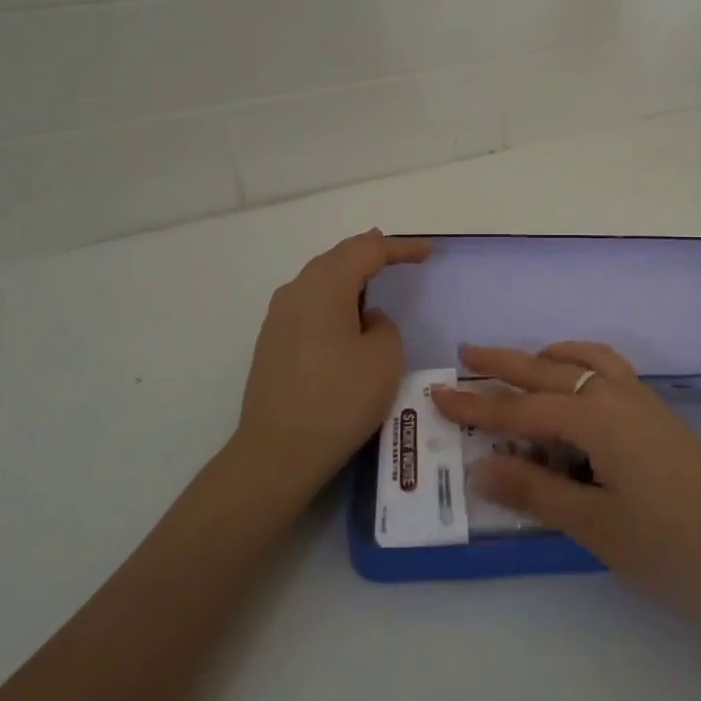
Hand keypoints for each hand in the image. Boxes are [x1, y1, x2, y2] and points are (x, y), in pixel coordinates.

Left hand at [228, 230, 430, 500]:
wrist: (278, 453)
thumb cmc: (339, 399)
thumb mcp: (384, 358)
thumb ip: (383, 326)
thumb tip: (365, 321)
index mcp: (325, 286)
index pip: (367, 251)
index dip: (400, 247)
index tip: (427, 251)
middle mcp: (296, 292)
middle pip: (338, 258)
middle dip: (370, 251)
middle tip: (398, 252)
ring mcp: (279, 318)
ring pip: (320, 279)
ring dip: (349, 274)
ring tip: (373, 273)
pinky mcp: (273, 342)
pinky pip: (310, 303)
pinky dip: (334, 297)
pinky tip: (346, 312)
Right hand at [430, 342, 700, 631]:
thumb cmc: (672, 546)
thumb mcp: (595, 525)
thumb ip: (536, 491)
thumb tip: (480, 466)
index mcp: (596, 416)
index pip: (522, 407)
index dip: (477, 406)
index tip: (437, 395)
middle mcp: (618, 396)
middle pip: (551, 369)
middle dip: (506, 364)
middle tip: (467, 355)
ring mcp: (645, 404)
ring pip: (587, 362)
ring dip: (550, 358)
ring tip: (524, 364)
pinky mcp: (662, 419)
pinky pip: (612, 374)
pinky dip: (583, 368)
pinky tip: (579, 394)